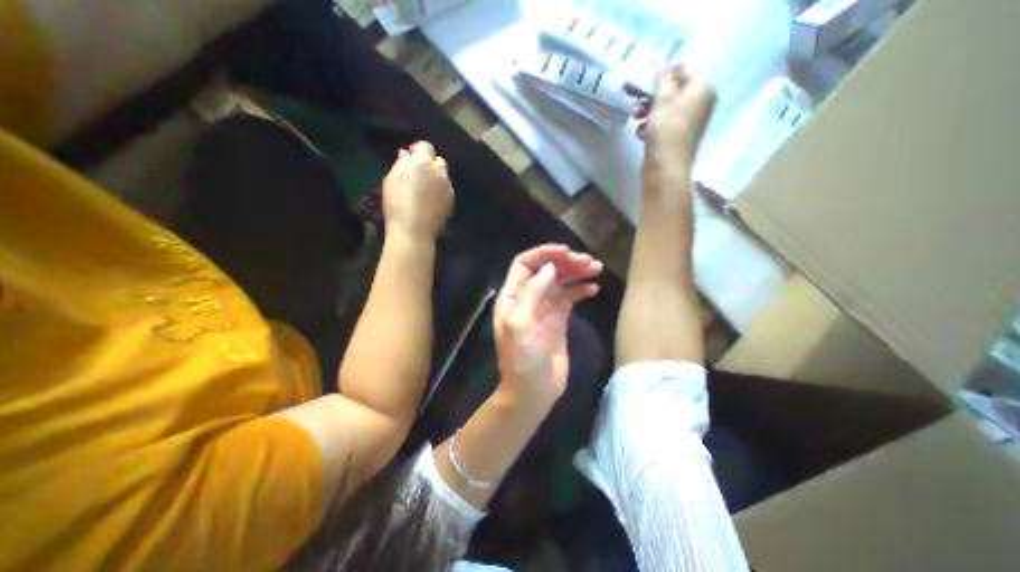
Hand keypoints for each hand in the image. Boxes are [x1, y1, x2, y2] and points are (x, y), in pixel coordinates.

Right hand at [382, 143, 453, 241]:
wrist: (414, 229)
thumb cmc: (397, 202)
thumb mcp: (392, 179)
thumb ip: (401, 164)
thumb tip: (407, 155)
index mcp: (424, 162)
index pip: (425, 146)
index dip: (417, 149)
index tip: (409, 157)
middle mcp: (440, 172)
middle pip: (439, 161)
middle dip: (430, 163)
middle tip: (418, 174)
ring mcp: (448, 188)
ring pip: (444, 177)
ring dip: (436, 178)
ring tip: (425, 189)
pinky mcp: (451, 201)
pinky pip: (447, 190)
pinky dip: (440, 191)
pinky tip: (431, 201)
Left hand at [492, 244, 599, 406]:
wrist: (533, 391)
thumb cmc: (522, 359)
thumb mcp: (521, 324)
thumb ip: (533, 292)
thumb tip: (550, 267)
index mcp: (512, 296)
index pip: (525, 264)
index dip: (544, 253)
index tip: (566, 252)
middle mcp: (527, 298)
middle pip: (546, 270)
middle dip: (565, 262)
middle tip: (587, 262)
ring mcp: (544, 308)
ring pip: (560, 282)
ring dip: (576, 272)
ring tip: (595, 268)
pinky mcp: (558, 319)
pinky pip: (570, 298)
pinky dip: (580, 290)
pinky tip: (593, 288)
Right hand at [634, 64, 711, 182]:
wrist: (665, 168)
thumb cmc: (667, 130)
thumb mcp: (663, 99)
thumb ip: (662, 78)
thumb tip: (661, 59)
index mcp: (702, 89)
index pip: (683, 70)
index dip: (662, 74)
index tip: (643, 82)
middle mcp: (699, 103)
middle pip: (673, 91)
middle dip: (651, 96)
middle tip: (634, 100)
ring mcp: (688, 123)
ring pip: (665, 109)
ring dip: (648, 112)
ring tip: (635, 119)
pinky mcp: (676, 137)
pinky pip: (663, 124)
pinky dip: (650, 126)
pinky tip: (640, 133)